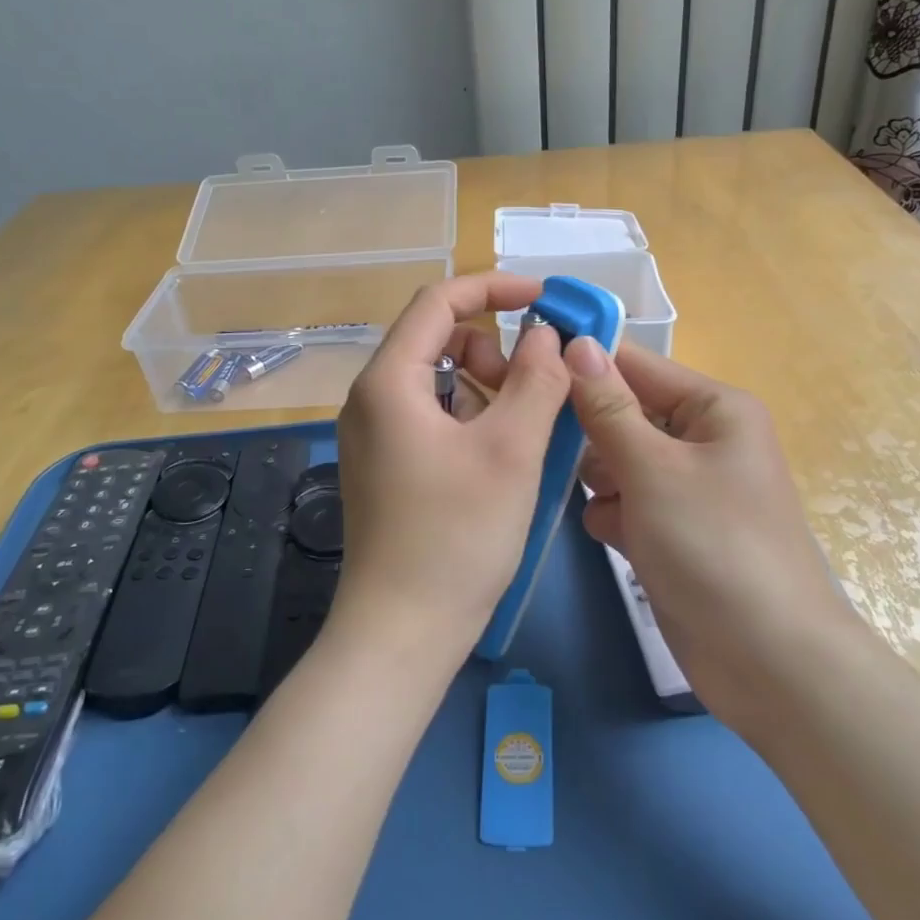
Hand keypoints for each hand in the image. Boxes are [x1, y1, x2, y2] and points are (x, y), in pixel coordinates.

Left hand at [329, 274, 571, 665]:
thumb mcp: (510, 451)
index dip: (493, 288)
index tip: (543, 299)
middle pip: (435, 338)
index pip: (438, 302)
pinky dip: (470, 415)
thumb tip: (548, 336)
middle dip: (492, 346)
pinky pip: (431, 414)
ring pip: (437, 379)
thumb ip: (536, 380)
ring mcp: (374, 434)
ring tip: (522, 426)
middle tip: (534, 384)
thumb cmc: (457, 537)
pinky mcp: (385, 464)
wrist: (402, 631)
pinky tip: (499, 453)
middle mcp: (371, 398)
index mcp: (389, 381)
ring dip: (485, 384)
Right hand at [567, 338, 851, 720]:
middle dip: (591, 433)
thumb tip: (577, 343)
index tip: (526, 364)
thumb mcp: (654, 468)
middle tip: (551, 447)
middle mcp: (702, 439)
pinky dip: (613, 514)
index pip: (636, 364)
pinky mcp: (672, 530)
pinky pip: (625, 501)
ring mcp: (687, 488)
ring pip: (618, 459)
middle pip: (624, 412)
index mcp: (713, 409)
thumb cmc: (713, 546)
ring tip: (602, 501)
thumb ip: (608, 406)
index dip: (584, 362)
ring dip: (600, 478)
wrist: (767, 661)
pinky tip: (615, 536)